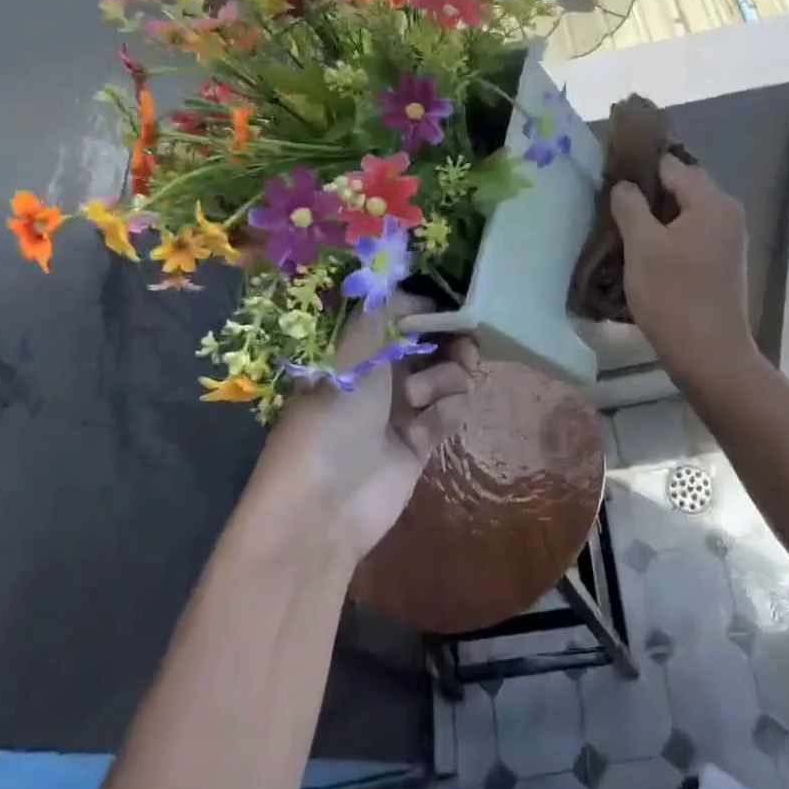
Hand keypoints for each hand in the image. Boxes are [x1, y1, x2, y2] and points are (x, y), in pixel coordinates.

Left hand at [256, 292, 477, 564]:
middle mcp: (383, 374)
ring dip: (447, 378)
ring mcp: (405, 408)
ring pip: (449, 375)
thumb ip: (382, 314)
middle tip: (464, 345)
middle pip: (433, 344)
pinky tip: (428, 424)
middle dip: (451, 341)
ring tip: (422, 397)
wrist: (324, 506)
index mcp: (359, 350)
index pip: (402, 316)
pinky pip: (452, 410)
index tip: (450, 307)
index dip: (427, 309)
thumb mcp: (351, 355)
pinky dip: (448, 411)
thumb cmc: (332, 418)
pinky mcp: (423, 441)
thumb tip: (405, 282)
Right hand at [609, 155, 752, 384]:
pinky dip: (669, 236)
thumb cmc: (673, 296)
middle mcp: (727, 212)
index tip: (609, 180)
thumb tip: (625, 185)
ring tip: (623, 230)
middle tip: (612, 207)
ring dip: (656, 217)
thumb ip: (630, 205)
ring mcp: (729, 238)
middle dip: (647, 193)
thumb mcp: (641, 246)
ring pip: (685, 211)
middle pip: (681, 185)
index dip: (638, 168)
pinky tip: (645, 253)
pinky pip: (692, 233)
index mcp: (711, 201)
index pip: (670, 164)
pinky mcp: (723, 261)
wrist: (710, 356)